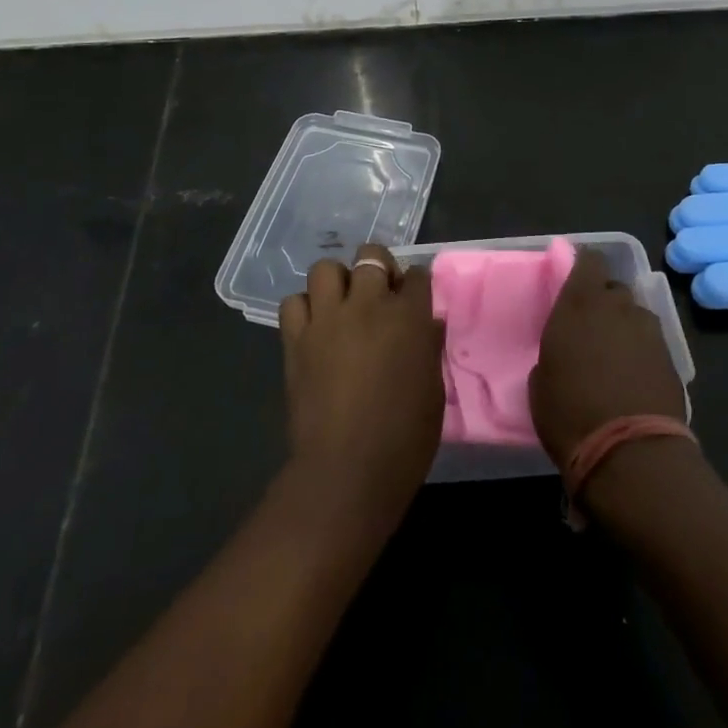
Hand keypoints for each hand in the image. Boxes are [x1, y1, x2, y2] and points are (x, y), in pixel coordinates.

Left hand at [279, 244, 444, 521]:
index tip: (414, 295)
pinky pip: (293, 303)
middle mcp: (367, 306)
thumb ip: (428, 347)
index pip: (416, 275)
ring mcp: (327, 319)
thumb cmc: (404, 438)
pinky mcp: (296, 340)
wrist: (347, 471)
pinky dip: (304, 308)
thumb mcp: (433, 390)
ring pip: (325, 268)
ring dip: (337, 281)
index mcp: (408, 317)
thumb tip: (427, 325)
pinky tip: (314, 328)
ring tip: (342, 304)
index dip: (415, 283)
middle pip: (370, 256)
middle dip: (378, 267)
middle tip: (379, 293)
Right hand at [530, 247, 686, 468]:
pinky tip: (634, 378)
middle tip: (592, 328)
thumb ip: (556, 349)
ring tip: (616, 357)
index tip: (575, 283)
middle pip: (614, 288)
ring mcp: (649, 332)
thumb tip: (567, 352)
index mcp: (580, 303)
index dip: (584, 267)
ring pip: (636, 315)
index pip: (590, 260)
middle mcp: (617, 307)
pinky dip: (643, 353)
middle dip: (605, 302)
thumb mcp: (541, 380)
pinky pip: (652, 343)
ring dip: (626, 327)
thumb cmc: (569, 413)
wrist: (630, 454)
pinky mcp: (672, 359)